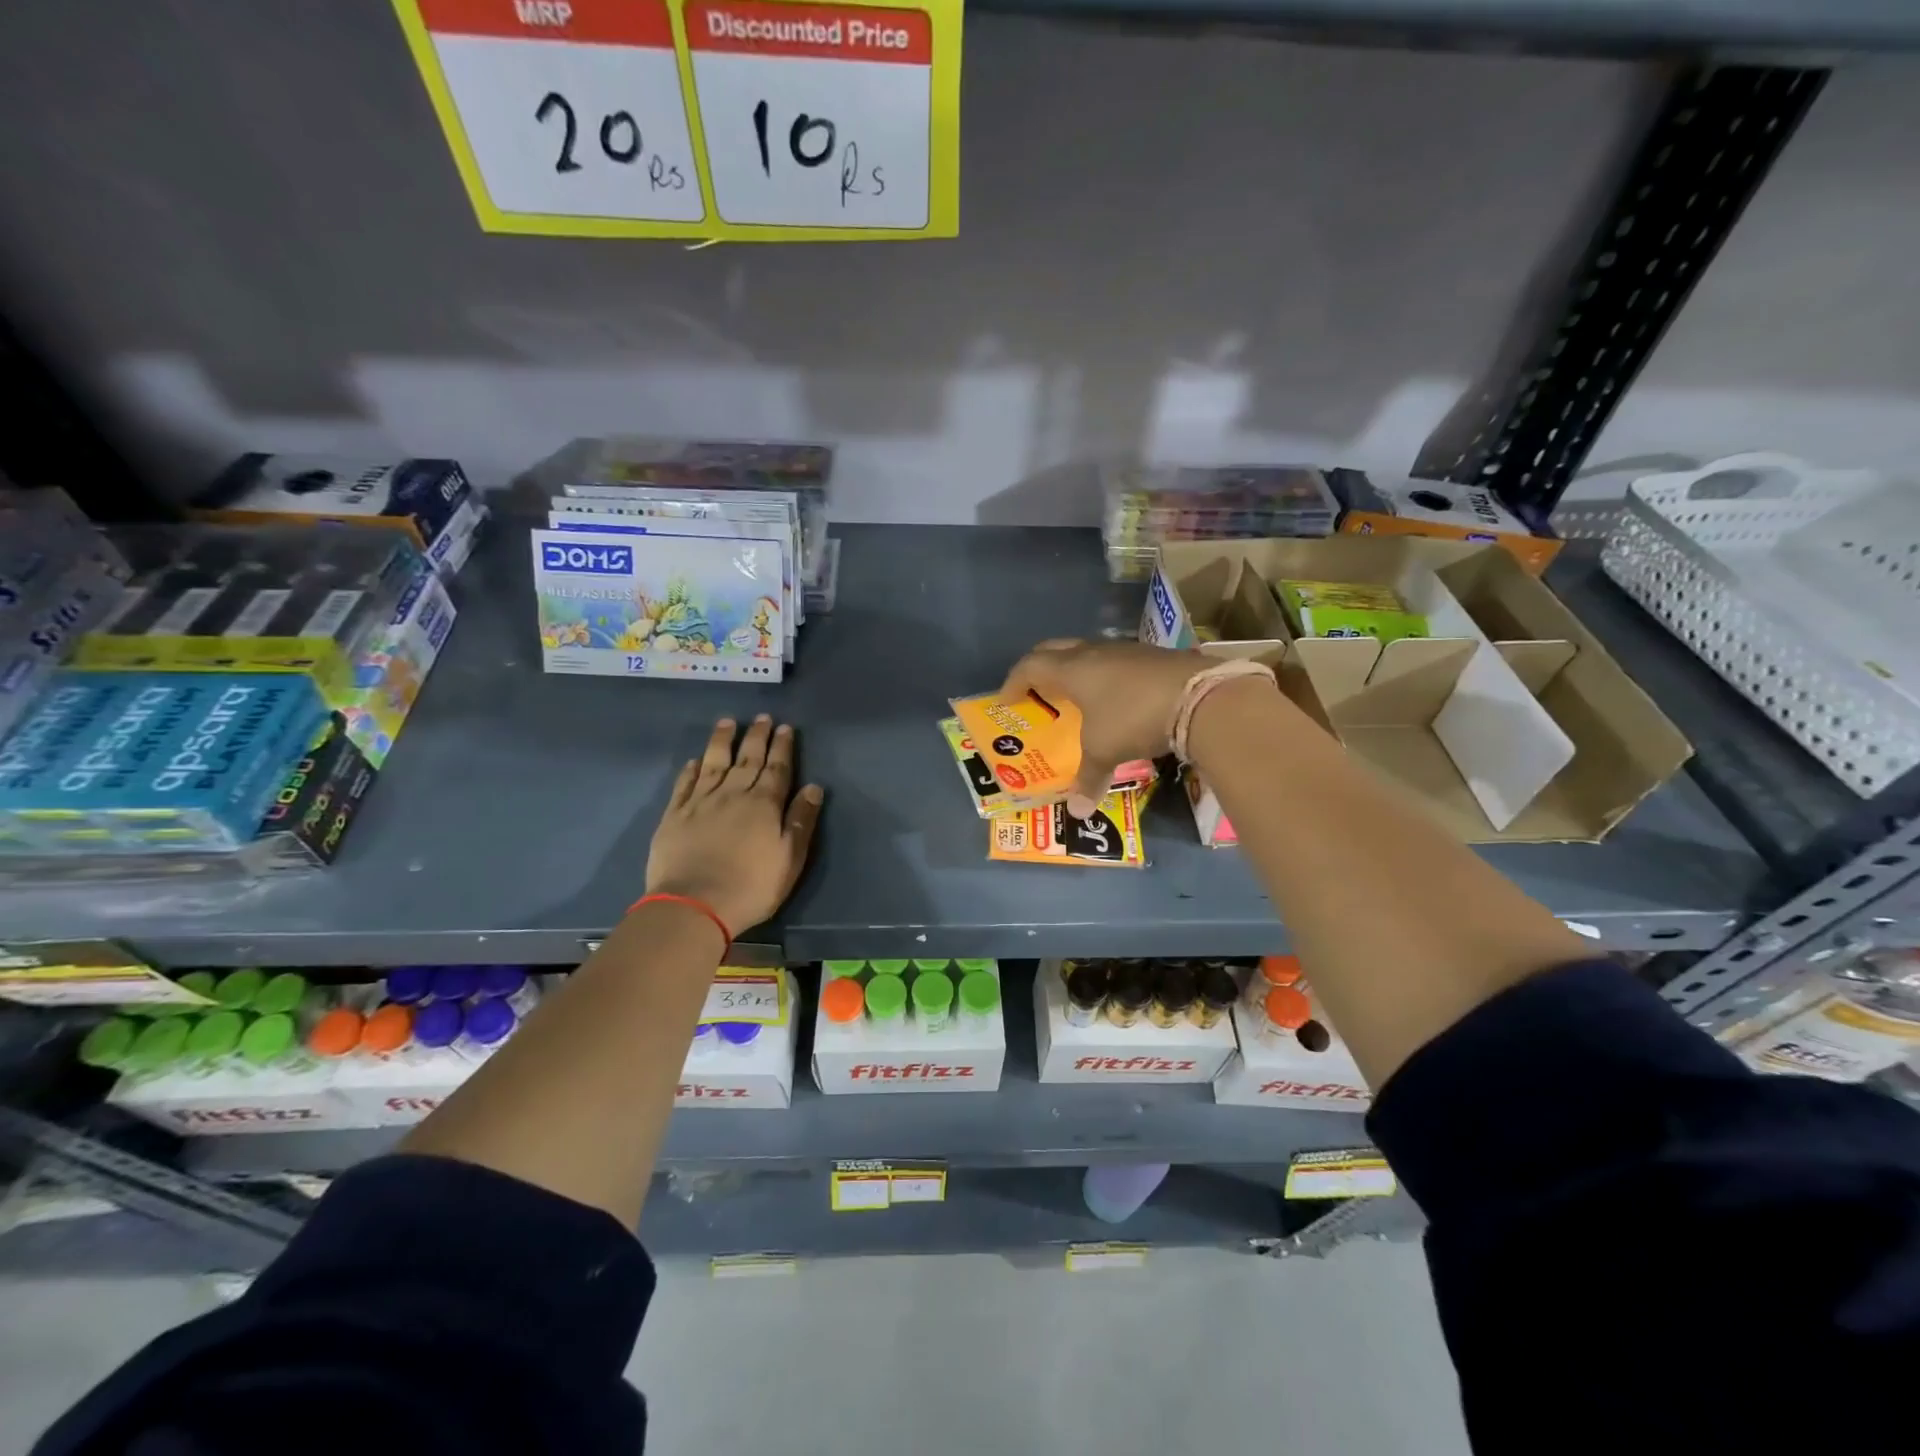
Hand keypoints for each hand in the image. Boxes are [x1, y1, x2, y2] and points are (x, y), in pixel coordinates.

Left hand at [645, 715, 824, 935]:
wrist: (694, 904)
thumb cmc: (751, 886)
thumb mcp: (790, 858)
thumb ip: (801, 820)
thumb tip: (813, 787)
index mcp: (765, 804)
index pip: (777, 768)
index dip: (782, 747)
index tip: (785, 727)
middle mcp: (733, 794)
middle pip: (748, 759)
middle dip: (757, 736)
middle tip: (762, 717)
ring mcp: (701, 802)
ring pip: (714, 762)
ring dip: (723, 741)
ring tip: (728, 722)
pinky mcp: (675, 815)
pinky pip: (685, 784)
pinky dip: (691, 769)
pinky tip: (695, 760)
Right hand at [1001, 639, 1217, 817]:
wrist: (1201, 697)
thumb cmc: (1134, 719)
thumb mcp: (1105, 752)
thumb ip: (1088, 779)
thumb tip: (1077, 812)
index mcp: (1072, 670)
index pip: (1030, 667)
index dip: (1014, 682)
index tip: (1007, 701)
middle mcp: (1095, 653)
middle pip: (1055, 649)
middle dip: (1040, 668)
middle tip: (1035, 690)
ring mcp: (1126, 650)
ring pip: (1088, 653)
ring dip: (1075, 670)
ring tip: (1074, 697)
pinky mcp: (1152, 656)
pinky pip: (1115, 662)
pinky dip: (1104, 677)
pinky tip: (1114, 699)